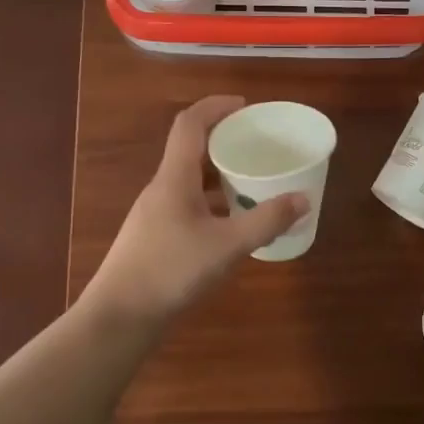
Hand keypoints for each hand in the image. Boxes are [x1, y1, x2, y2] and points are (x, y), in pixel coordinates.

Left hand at [83, 96, 306, 326]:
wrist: (120, 316)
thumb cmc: (171, 271)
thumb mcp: (227, 246)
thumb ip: (266, 221)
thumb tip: (303, 198)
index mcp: (174, 178)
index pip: (190, 124)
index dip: (216, 107)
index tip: (246, 106)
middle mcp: (161, 189)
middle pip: (191, 150)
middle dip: (224, 141)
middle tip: (257, 146)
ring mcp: (154, 214)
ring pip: (189, 180)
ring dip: (219, 175)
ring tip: (251, 182)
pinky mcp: (154, 237)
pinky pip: (187, 205)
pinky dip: (212, 202)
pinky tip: (231, 224)